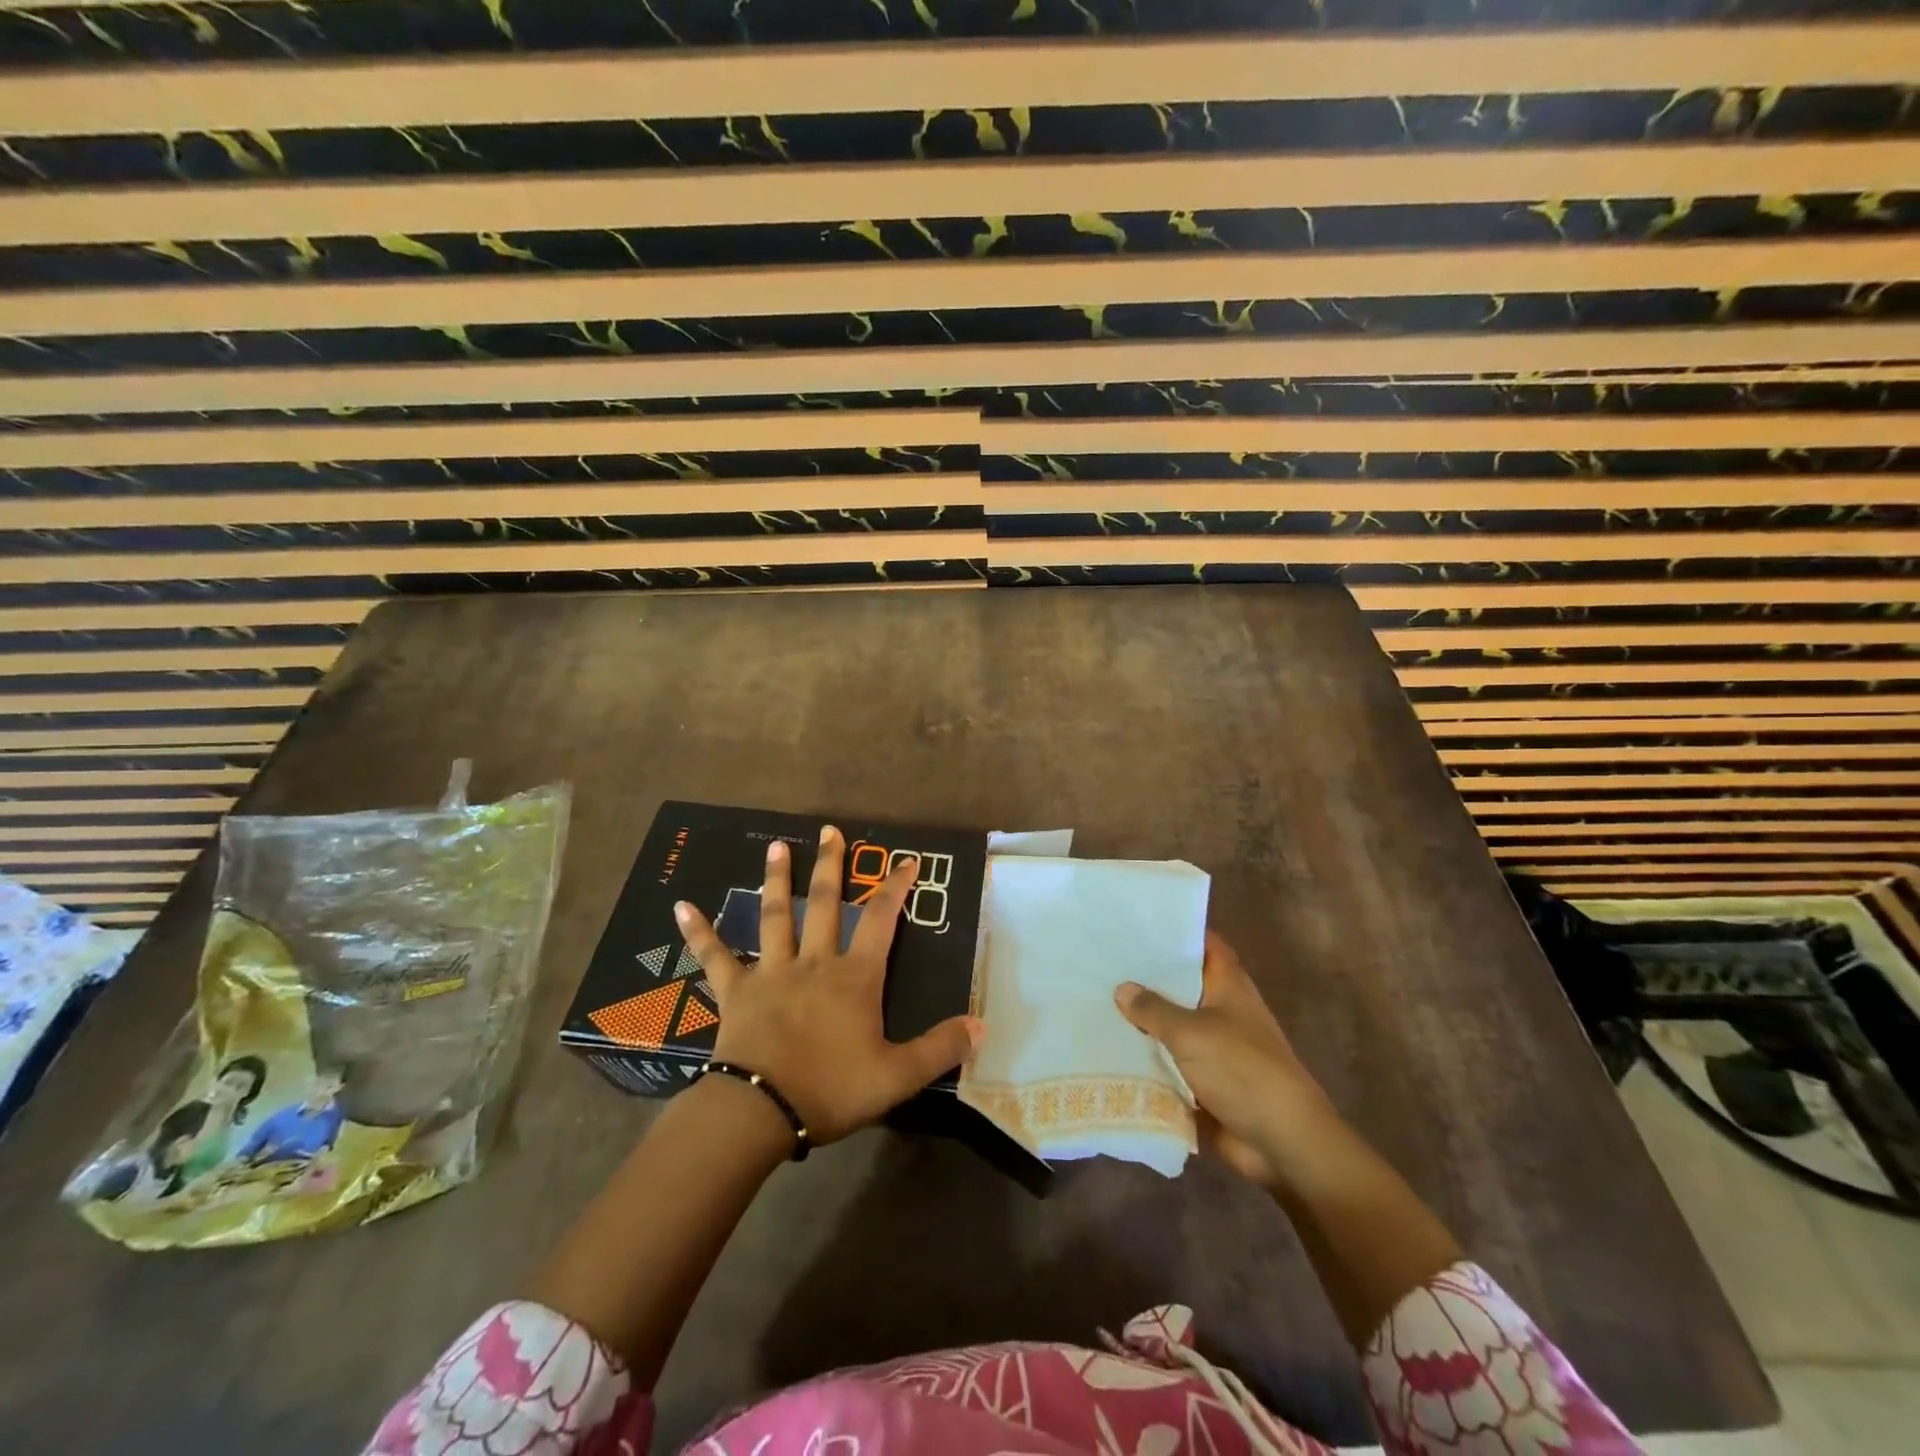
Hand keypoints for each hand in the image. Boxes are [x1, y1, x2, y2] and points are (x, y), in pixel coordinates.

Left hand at [674, 825, 981, 1145]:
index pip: (880, 920)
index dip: (895, 888)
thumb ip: (940, 1048)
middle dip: (830, 865)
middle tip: (830, 831)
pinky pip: (716, 956)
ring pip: (775, 916)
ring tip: (775, 846)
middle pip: (823, 904)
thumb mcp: (897, 1076)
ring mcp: (771, 972)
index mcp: (854, 977)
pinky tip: (681, 906)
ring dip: (776, 880)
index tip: (906, 860)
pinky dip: (700, 931)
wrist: (760, 1112)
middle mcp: (814, 962)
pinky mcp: (736, 991)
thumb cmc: (831, 1089)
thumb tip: (981, 1024)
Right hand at [1116, 930, 1338, 1188]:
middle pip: (1179, 984)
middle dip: (1145, 976)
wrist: (1281, 1142)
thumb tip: (1122, 988)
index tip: (1135, 921)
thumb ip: (1154, 1009)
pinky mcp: (1202, 1081)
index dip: (1174, 931)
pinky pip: (1166, 1063)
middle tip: (1099, 960)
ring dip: (1140, 1021)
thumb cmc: (1242, 1070)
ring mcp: (1212, 1047)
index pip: (1202, 944)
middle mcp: (1220, 1009)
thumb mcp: (1192, 1032)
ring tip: (1092, 1000)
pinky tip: (1105, 1049)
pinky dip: (1143, 1059)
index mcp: (1228, 985)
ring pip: (1169, 1025)